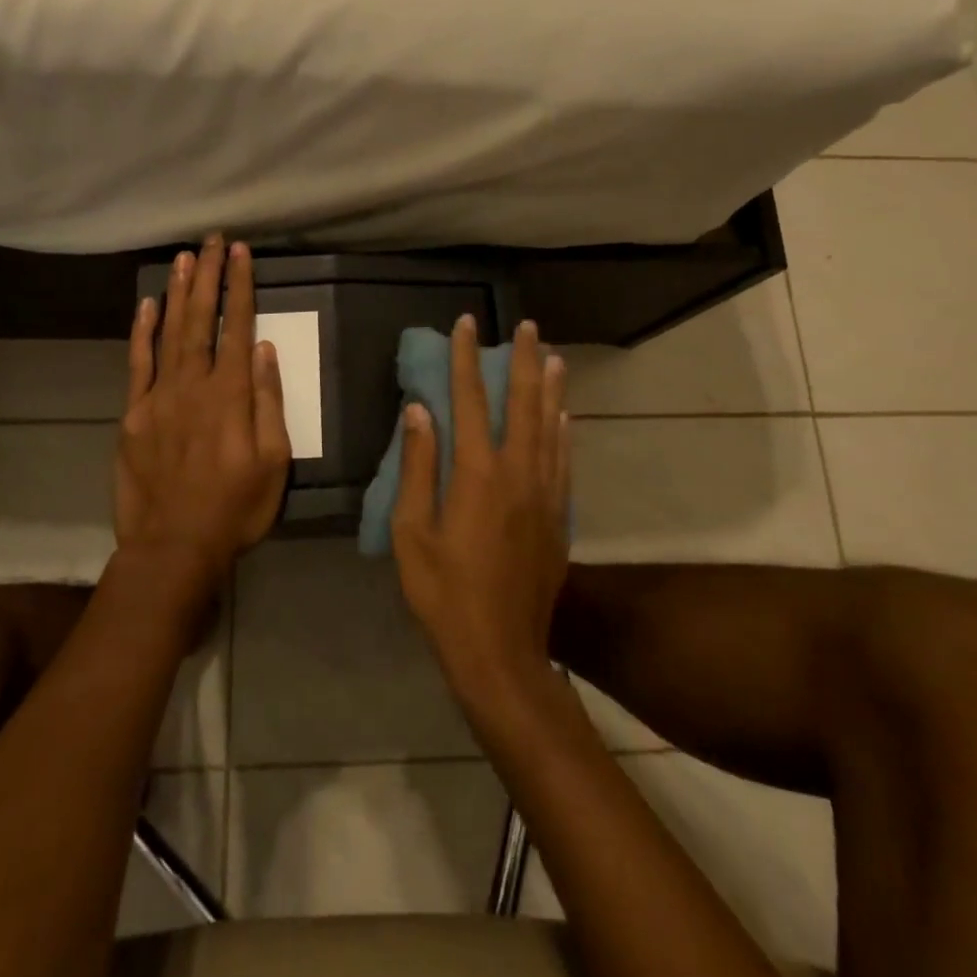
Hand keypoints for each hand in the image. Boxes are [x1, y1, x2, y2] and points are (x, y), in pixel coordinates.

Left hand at [115, 237, 293, 594]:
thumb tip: (266, 351)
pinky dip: (142, 332)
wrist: (173, 547)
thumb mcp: (274, 463)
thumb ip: (270, 403)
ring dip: (178, 292)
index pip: (238, 328)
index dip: (240, 287)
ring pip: (169, 333)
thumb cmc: (234, 508)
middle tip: (211, 240)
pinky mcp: (133, 414)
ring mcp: (158, 397)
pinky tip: (148, 305)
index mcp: (231, 396)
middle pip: (201, 320)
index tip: (240, 253)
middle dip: (208, 276)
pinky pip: (138, 364)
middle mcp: (193, 385)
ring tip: (184, 258)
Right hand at [392, 315, 570, 706]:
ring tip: (552, 355)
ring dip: (550, 388)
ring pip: (550, 427)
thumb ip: (418, 467)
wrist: (500, 651)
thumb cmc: (444, 593)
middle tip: (527, 326)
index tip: (467, 325)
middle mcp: (517, 473)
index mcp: (477, 474)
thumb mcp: (412, 532)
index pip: (471, 400)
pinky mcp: (558, 517)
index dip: (467, 359)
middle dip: (523, 361)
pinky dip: (563, 431)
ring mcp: (544, 495)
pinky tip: (564, 415)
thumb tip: (420, 411)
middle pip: (523, 403)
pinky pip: (563, 460)